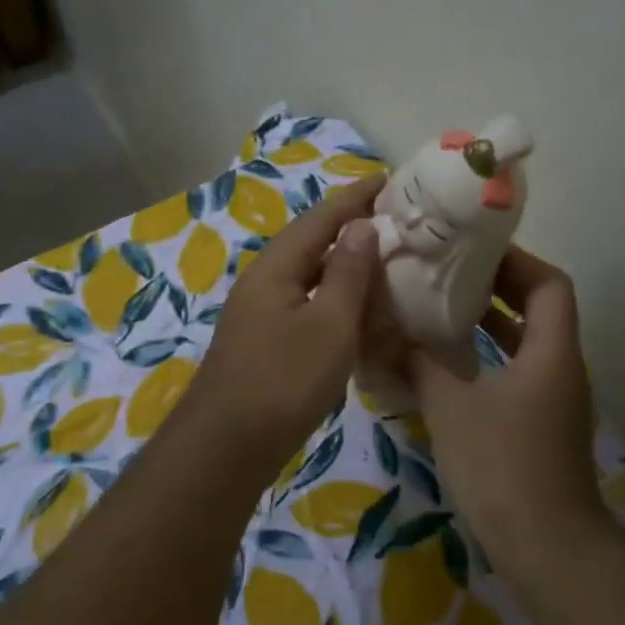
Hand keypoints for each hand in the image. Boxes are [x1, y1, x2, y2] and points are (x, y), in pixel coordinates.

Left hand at [184, 175, 385, 469]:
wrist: (228, 445)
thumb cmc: (284, 380)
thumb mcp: (329, 324)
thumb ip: (347, 273)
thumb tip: (361, 225)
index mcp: (277, 265)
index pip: (323, 216)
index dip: (357, 196)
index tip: (392, 179)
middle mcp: (264, 279)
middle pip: (312, 240)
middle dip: (351, 225)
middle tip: (396, 219)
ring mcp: (260, 310)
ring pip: (308, 272)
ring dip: (344, 261)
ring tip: (384, 256)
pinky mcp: (264, 339)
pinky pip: (305, 301)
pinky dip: (334, 295)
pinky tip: (355, 307)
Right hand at [406, 246, 602, 554]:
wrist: (547, 548)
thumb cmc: (503, 466)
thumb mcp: (451, 408)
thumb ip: (419, 364)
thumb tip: (385, 334)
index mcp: (551, 352)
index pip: (549, 284)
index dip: (516, 261)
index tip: (472, 252)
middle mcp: (561, 368)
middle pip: (539, 309)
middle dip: (497, 287)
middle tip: (448, 273)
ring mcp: (553, 400)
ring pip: (526, 343)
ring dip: (490, 323)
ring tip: (441, 309)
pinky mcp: (540, 427)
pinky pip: (516, 373)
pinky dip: (488, 359)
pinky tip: (447, 366)